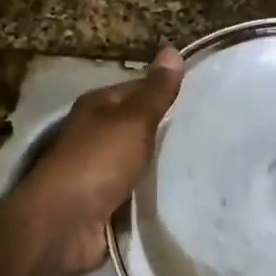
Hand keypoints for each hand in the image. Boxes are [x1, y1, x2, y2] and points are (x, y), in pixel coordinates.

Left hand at [15, 48, 184, 275]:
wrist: (63, 225)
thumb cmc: (98, 162)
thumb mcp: (133, 120)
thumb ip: (155, 91)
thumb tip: (172, 50)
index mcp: (98, 107)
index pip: (138, 89)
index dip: (167, 91)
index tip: (204, 99)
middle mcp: (95, 134)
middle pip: (138, 126)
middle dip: (169, 130)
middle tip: (212, 132)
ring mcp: (98, 170)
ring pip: (139, 160)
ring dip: (162, 164)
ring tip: (204, 163)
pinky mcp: (104, 203)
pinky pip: (136, 191)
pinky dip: (153, 192)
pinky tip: (182, 192)